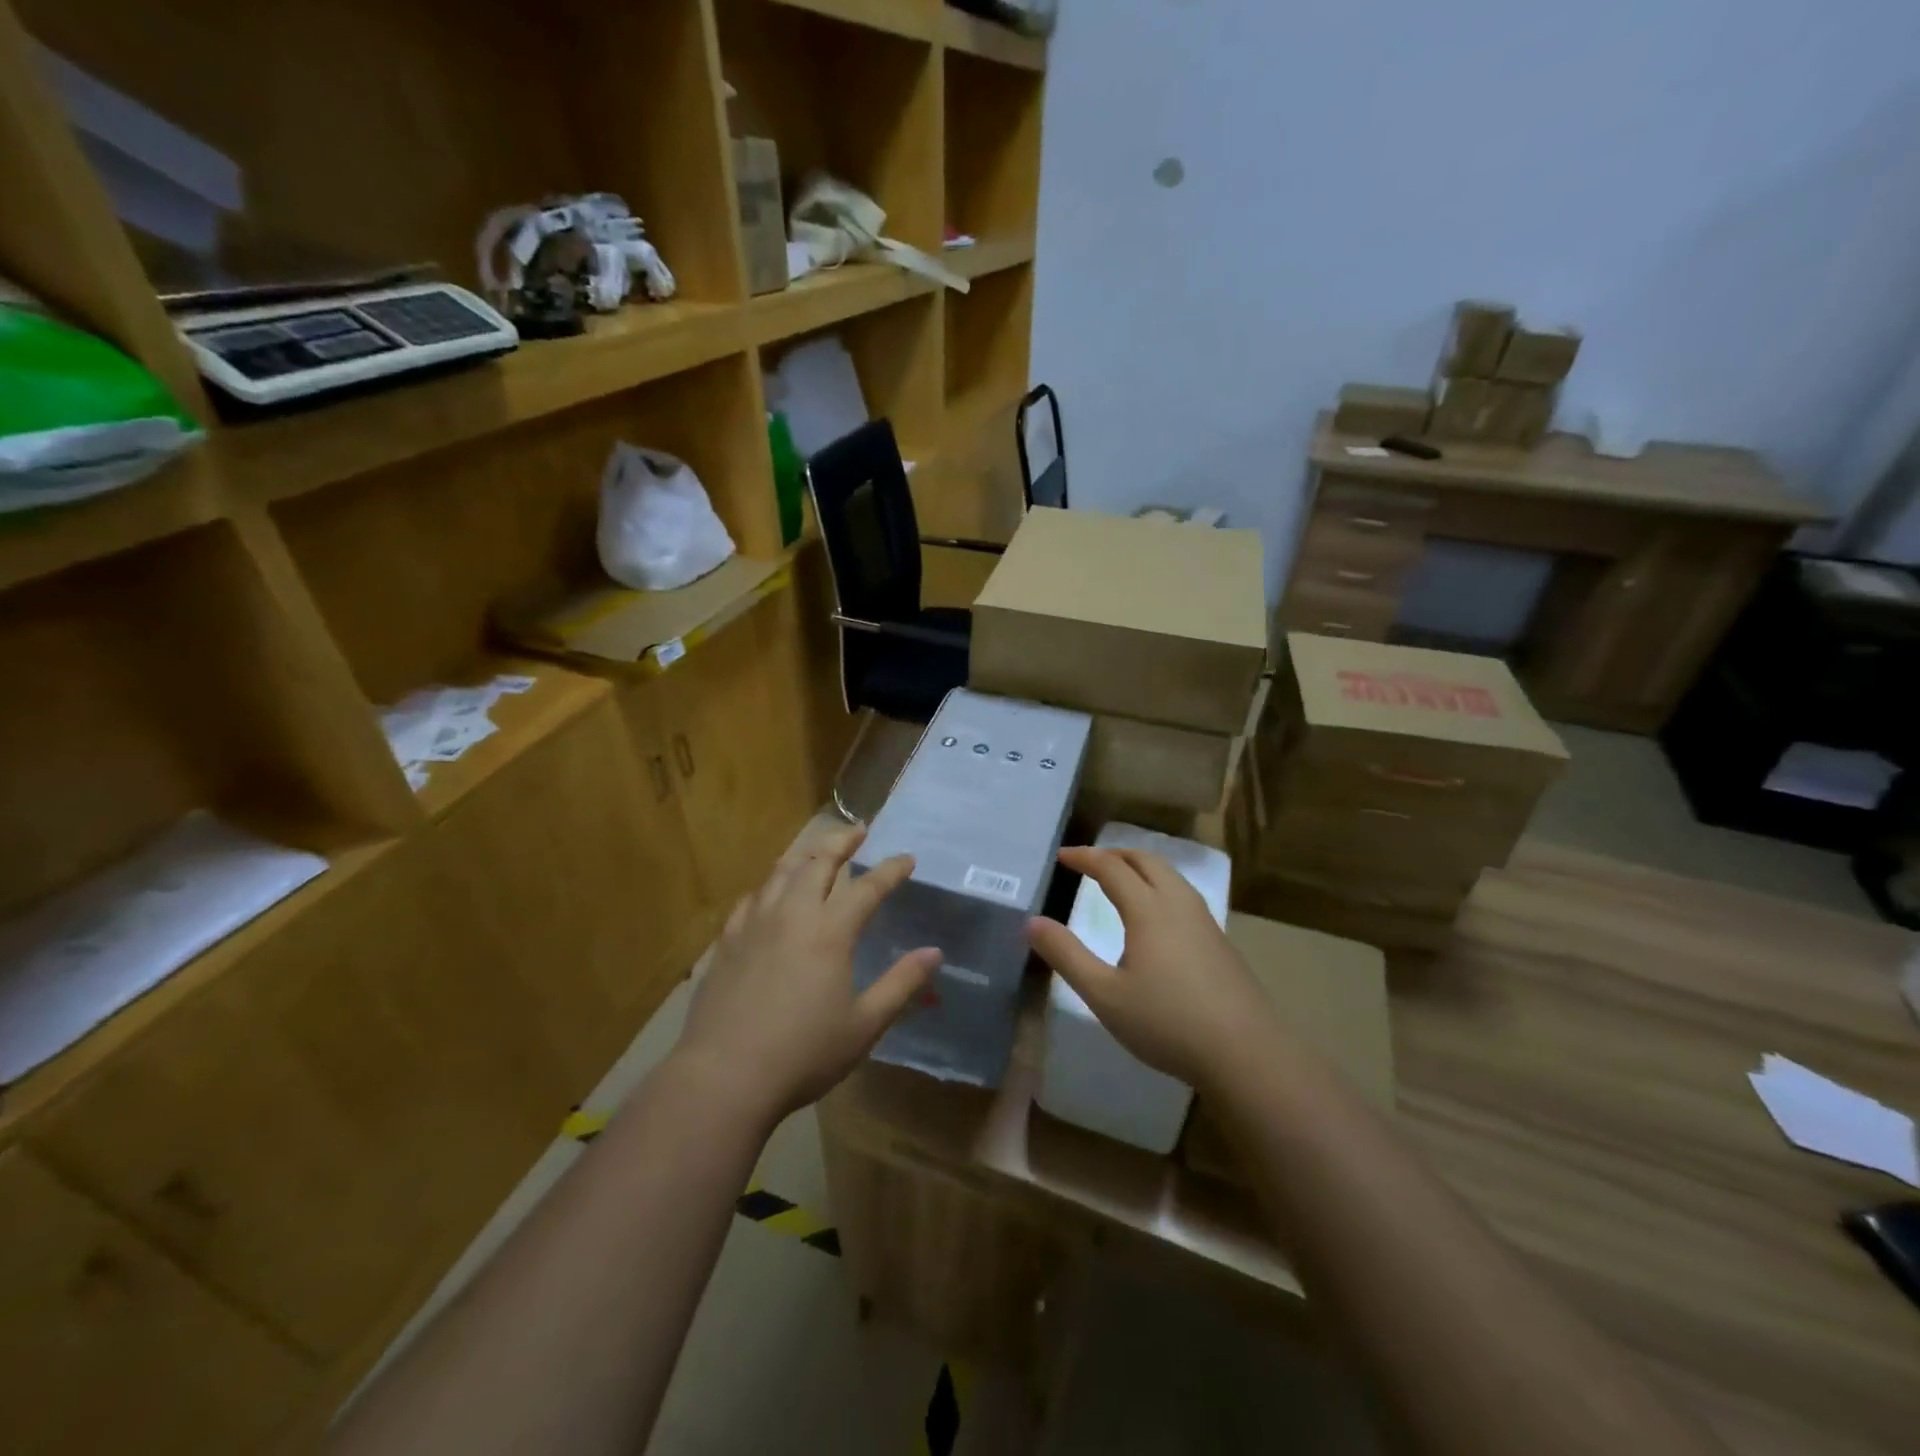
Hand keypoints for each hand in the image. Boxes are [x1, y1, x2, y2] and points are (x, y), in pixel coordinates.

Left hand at [674, 826, 940, 1124]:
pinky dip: (769, 886)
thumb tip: (934, 953)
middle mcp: (792, 915)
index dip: (890, 870)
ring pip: (780, 872)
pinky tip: (770, 893)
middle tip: (858, 832)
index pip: (868, 887)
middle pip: (818, 862)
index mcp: (829, 932)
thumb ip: (901, 984)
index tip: (907, 858)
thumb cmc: (803, 1053)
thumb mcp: (864, 1025)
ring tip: (817, 850)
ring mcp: (754, 924)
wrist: (724, 1076)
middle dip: (842, 842)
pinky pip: (751, 898)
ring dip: (805, 854)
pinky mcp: (727, 941)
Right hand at [1027, 847, 1283, 1092]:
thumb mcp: (1105, 995)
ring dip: (1141, 867)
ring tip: (1122, 879)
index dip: (1085, 857)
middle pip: (1146, 861)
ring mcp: (1205, 921)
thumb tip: (1032, 922)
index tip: (1062, 856)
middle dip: (1115, 854)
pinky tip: (1157, 915)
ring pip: (1171, 875)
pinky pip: (1184, 894)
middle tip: (1090, 862)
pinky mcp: (1220, 942)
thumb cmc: (1168, 1022)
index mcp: (1149, 910)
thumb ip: (1066, 955)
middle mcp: (1178, 904)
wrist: (1247, 1053)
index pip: (1112, 867)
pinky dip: (1160, 885)